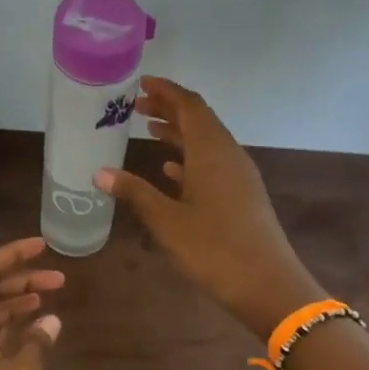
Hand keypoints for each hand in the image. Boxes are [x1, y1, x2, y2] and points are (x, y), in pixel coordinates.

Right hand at [96, 77, 323, 340]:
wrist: (268, 285)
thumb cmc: (214, 250)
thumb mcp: (167, 222)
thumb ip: (135, 193)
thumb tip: (100, 172)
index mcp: (212, 152)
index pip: (189, 106)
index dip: (166, 91)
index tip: (141, 83)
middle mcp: (229, 156)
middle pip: (200, 120)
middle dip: (170, 109)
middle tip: (137, 106)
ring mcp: (239, 176)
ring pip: (207, 142)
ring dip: (179, 133)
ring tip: (149, 130)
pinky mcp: (243, 196)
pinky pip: (214, 164)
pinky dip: (191, 159)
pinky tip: (171, 170)